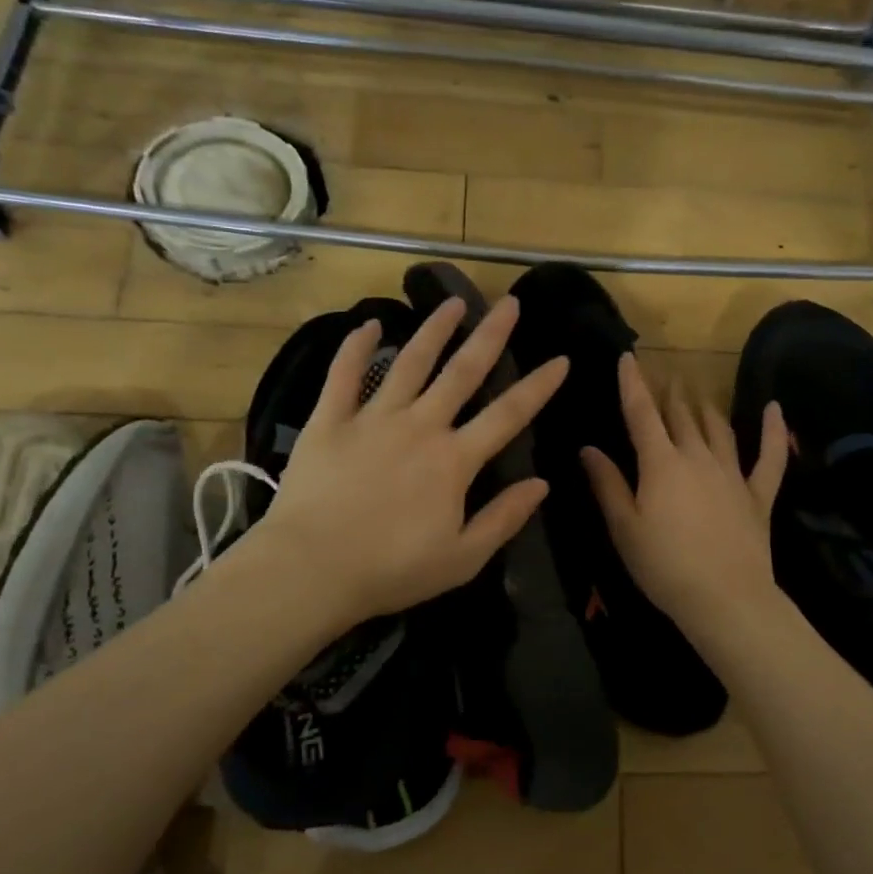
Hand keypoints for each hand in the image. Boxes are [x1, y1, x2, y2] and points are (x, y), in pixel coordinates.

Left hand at [233, 295, 567, 630]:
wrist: (311, 569)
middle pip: (463, 372)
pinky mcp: (330, 421)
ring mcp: (373, 418)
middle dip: (490, 336)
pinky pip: (344, 375)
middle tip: (509, 304)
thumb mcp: (462, 558)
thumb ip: (504, 518)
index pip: (508, 415)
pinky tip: (369, 324)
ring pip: (411, 362)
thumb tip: (541, 483)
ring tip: (453, 302)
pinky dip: (356, 347)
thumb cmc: (391, 571)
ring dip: (434, 329)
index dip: (538, 387)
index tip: (561, 359)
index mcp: (454, 461)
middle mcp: (420, 426)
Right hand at [580, 354, 789, 643]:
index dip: (633, 384)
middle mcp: (697, 457)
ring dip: (706, 406)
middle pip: (681, 416)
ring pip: (718, 428)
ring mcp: (732, 474)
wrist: (725, 599)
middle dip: (670, 393)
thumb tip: (589, 448)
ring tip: (698, 389)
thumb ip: (607, 484)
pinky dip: (773, 430)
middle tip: (664, 374)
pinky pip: (769, 456)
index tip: (628, 358)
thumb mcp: (624, 528)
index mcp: (661, 464)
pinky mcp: (758, 494)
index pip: (642, 414)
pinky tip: (775, 409)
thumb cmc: (664, 566)